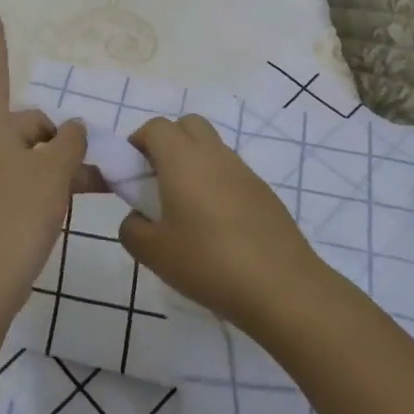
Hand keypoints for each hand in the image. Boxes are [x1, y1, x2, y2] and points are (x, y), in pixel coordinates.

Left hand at [0, 8, 90, 318]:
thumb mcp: (54, 172)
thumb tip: (72, 129)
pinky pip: (19, 181)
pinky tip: (71, 202)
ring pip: (25, 156)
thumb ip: (69, 143)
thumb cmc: (17, 214)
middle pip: (22, 124)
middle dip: (56, 136)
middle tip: (88, 161)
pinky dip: (44, 184)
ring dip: (56, 164)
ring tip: (93, 183)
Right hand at [119, 114, 323, 332]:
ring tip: (185, 209)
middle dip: (167, 143)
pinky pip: (231, 174)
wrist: (283, 288)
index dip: (137, 143)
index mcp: (182, 159)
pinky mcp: (265, 193)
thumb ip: (132, 230)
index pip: (155, 128)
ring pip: (212, 148)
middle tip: (156, 181)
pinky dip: (217, 184)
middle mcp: (214, 155)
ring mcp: (244, 172)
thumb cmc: (209, 263)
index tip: (130, 173)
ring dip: (193, 164)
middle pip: (187, 125)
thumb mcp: (154, 253)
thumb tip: (138, 219)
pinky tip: (216, 227)